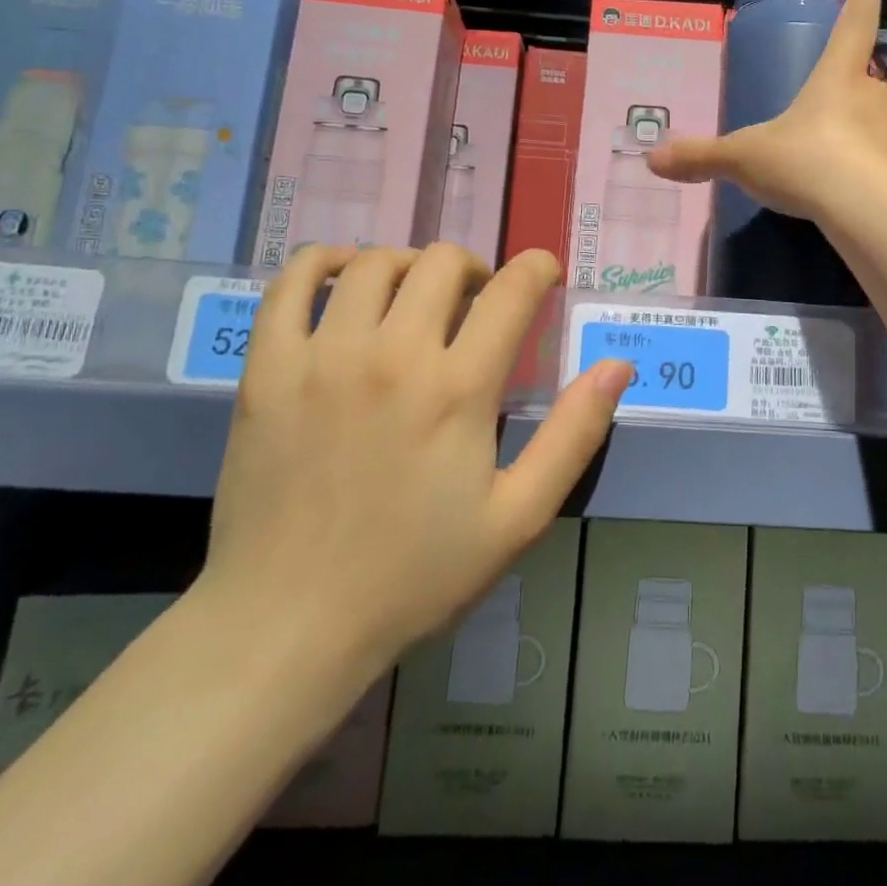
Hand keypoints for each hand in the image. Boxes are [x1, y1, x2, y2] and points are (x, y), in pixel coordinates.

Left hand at [194, 243, 631, 697]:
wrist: (288, 624)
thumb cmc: (414, 574)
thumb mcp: (518, 517)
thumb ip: (574, 435)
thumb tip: (618, 366)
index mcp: (458, 389)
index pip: (512, 292)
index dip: (537, 269)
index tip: (543, 275)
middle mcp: (393, 355)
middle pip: (443, 263)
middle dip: (475, 269)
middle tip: (478, 302)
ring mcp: (323, 356)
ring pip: (376, 263)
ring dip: (411, 265)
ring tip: (417, 297)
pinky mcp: (268, 368)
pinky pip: (294, 282)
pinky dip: (325, 261)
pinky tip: (347, 277)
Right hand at [647, 0, 886, 221]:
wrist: (876, 212)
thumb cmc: (807, 165)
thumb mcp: (746, 160)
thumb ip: (702, 158)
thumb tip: (652, 159)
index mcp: (836, 80)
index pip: (851, 28)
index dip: (858, 7)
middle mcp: (880, 95)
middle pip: (868, 87)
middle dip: (852, 105)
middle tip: (829, 137)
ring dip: (874, 144)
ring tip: (851, 179)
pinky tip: (876, 204)